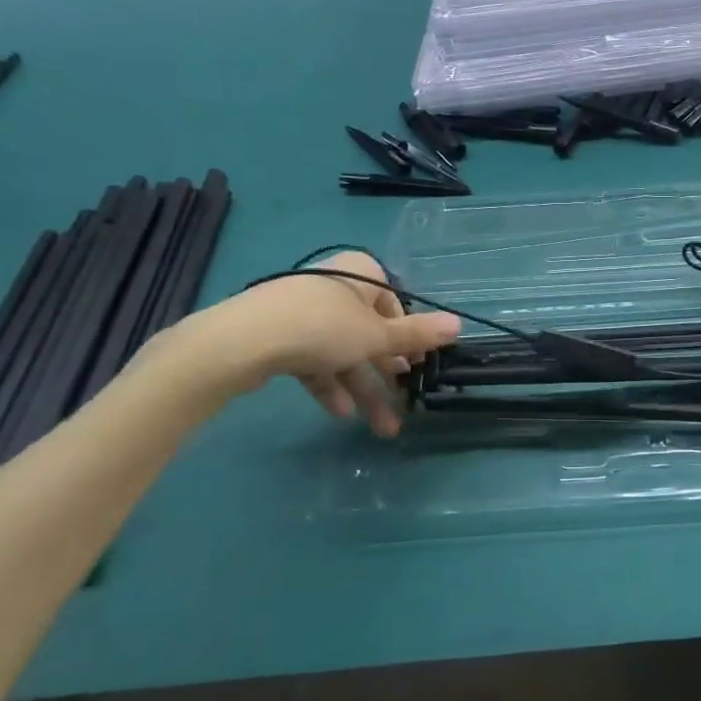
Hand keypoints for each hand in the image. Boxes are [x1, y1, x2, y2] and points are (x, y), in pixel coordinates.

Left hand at [169, 251, 460, 434]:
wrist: (241, 342)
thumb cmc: (322, 328)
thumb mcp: (377, 335)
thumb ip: (416, 334)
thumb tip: (459, 324)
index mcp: (360, 275)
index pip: (393, 302)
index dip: (406, 334)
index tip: (414, 363)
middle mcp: (332, 287)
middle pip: (367, 331)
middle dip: (385, 371)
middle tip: (403, 398)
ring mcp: (301, 312)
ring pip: (342, 351)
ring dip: (362, 387)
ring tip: (380, 426)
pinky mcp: (278, 336)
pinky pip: (313, 360)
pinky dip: (329, 384)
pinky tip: (340, 412)